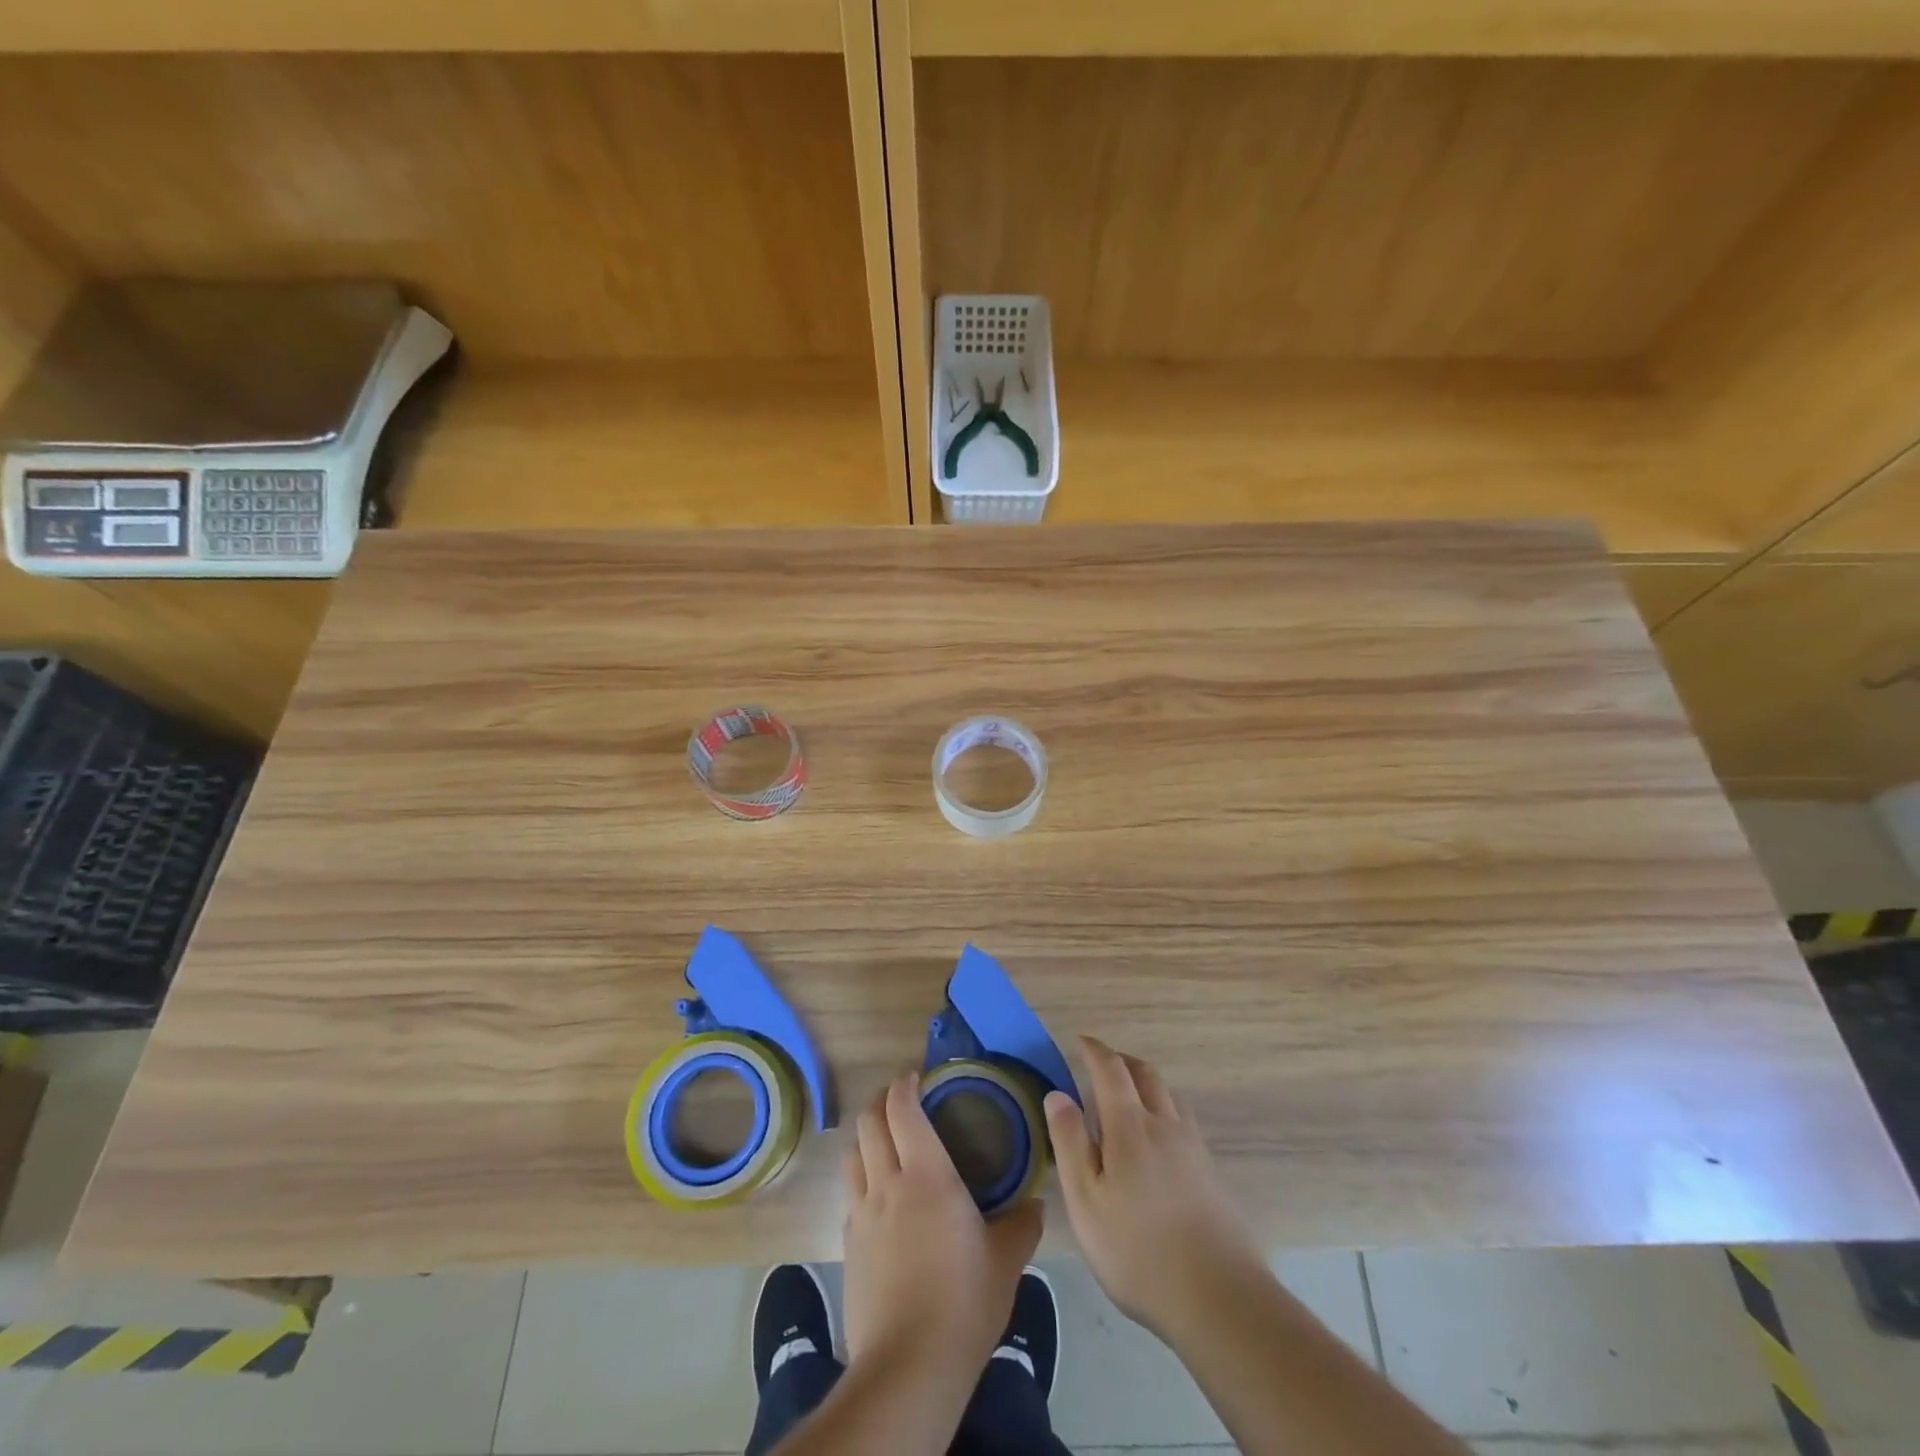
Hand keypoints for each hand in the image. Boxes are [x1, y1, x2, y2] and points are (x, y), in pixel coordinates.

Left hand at [841, 1071, 1043, 1372]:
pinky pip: (851, 1195)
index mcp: (926, 1174)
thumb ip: (1022, 1224)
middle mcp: (887, 1183)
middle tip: (900, 1098)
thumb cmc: (964, 1301)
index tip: (916, 1075)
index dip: (904, 1084)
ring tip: (884, 1139)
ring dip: (865, 1136)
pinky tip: (879, 1197)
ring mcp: (862, 1214)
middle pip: (868, 1122)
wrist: (909, 1366)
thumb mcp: (1006, 1260)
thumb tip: (1035, 1205)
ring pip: (852, 1154)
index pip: (902, 1108)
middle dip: (880, 1100)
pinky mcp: (848, 1245)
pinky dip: (861, 1178)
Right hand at [1045, 1036, 1263, 1338]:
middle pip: (1146, 1074)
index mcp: (1130, 1126)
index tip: (1081, 1042)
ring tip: (1128, 1098)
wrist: (1219, 1299)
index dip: (1095, 1051)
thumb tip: (1057, 1093)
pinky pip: (1183, 1122)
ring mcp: (1193, 1148)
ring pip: (1169, 1096)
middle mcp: (1165, 1125)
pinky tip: (1157, 1141)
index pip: (1111, 1070)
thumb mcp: (1086, 1200)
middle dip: (1122, 1061)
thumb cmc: (1138, 1251)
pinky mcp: (1211, 1174)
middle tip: (1102, 1064)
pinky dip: (1164, 1111)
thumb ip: (1070, 1142)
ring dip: (1146, 1084)